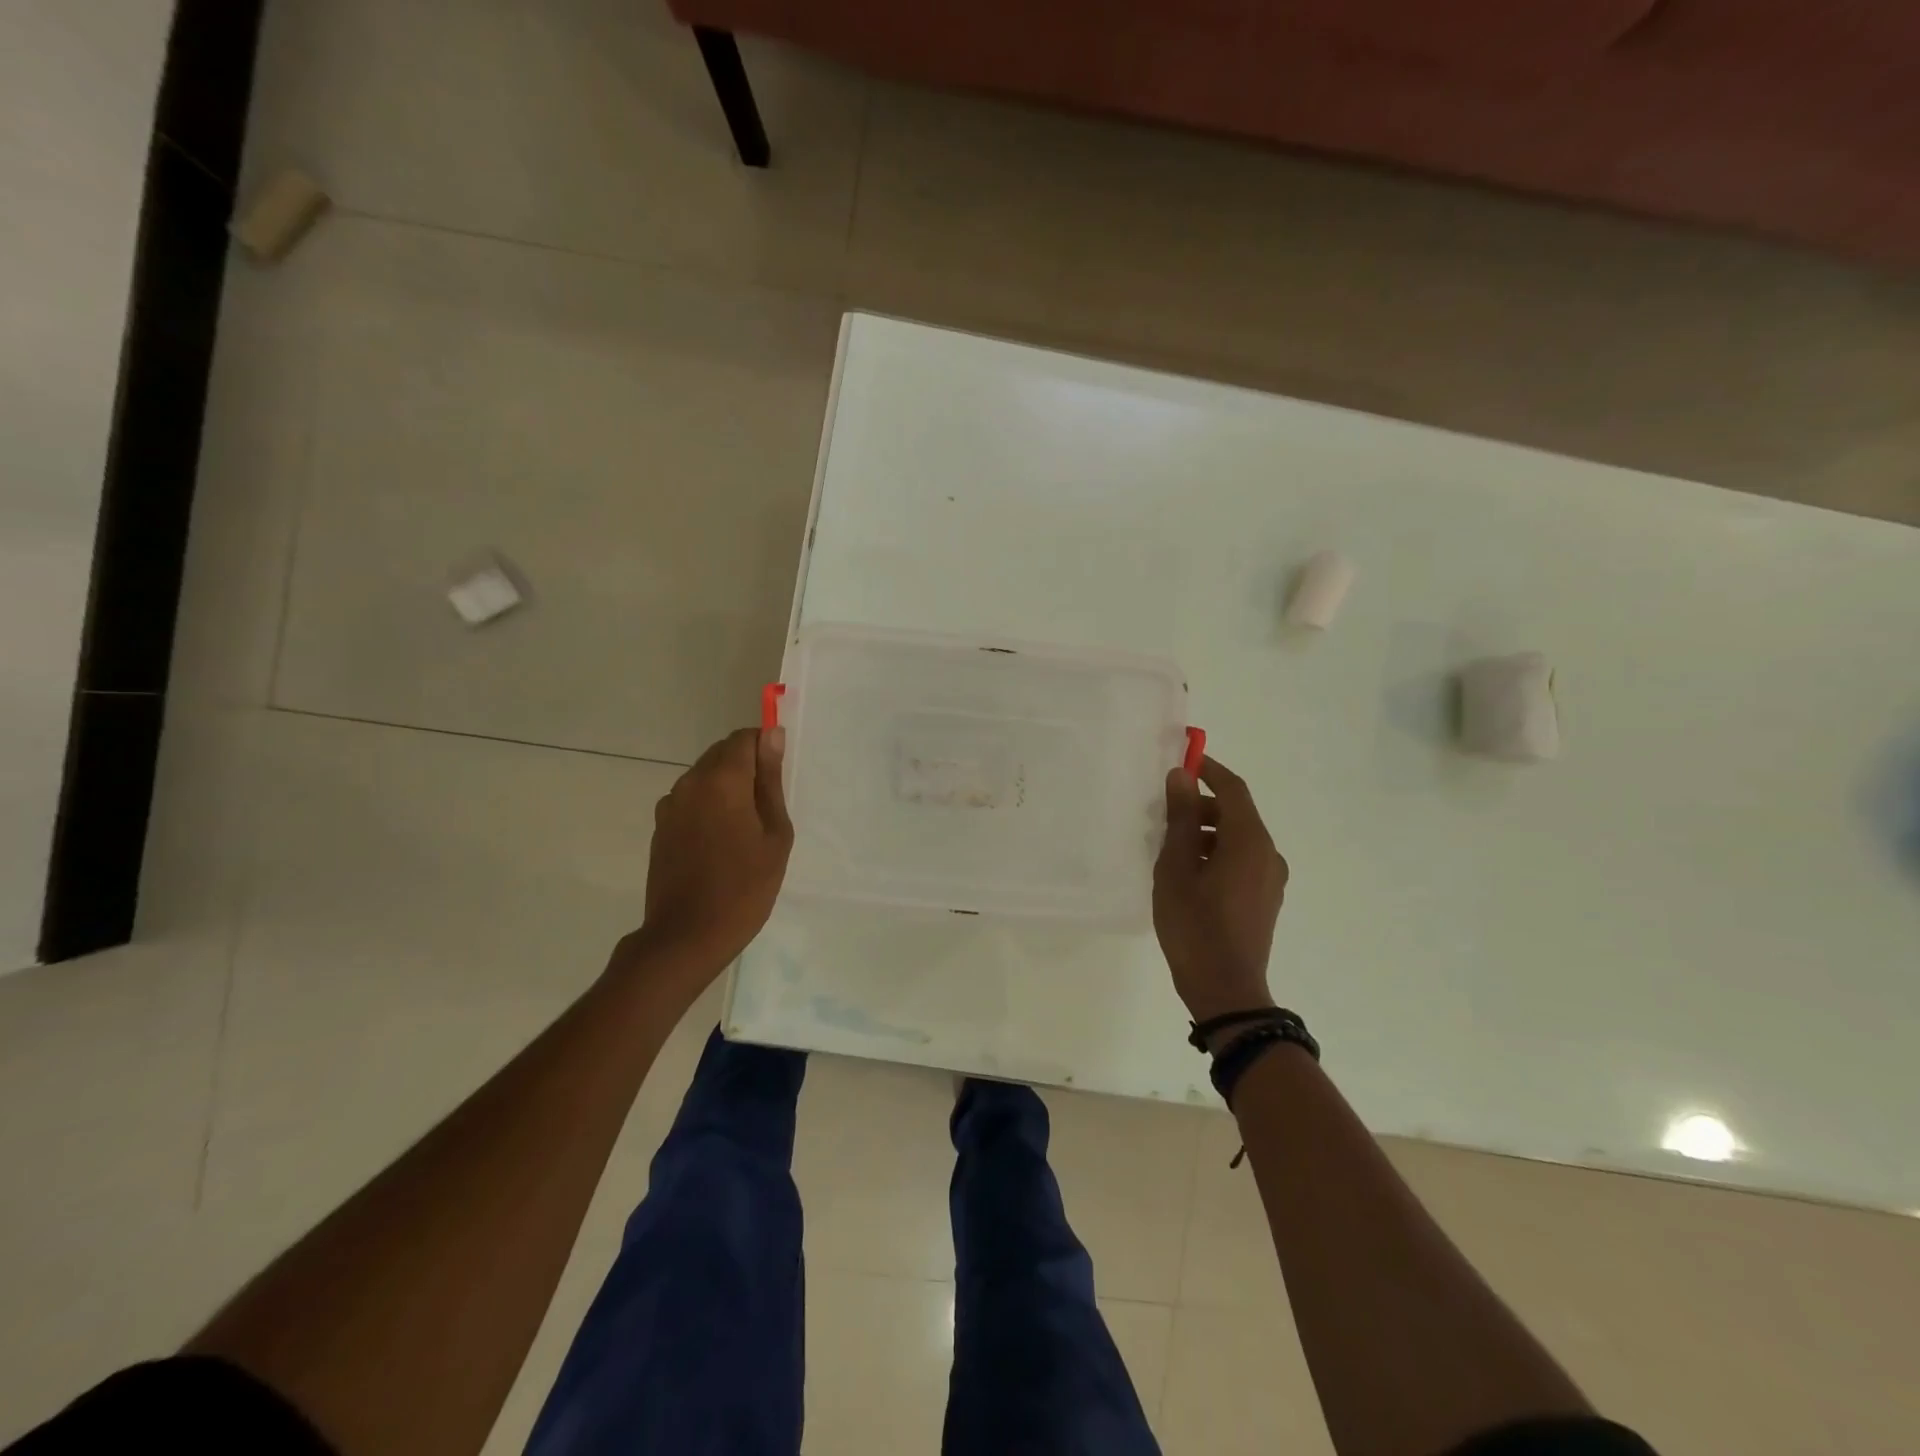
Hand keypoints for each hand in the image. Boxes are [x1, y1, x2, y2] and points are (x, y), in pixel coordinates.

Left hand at [629, 727, 792, 979]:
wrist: (687, 937)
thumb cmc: (745, 887)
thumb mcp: (775, 835)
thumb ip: (770, 781)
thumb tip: (771, 736)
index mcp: (722, 780)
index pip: (744, 737)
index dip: (765, 747)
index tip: (780, 775)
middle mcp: (690, 782)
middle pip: (722, 753)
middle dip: (747, 766)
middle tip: (768, 805)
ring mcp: (670, 805)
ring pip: (705, 776)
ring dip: (727, 787)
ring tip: (746, 828)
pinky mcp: (660, 827)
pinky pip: (691, 800)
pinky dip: (709, 806)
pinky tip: (721, 842)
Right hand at [1153, 755, 1288, 1023]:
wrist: (1225, 990)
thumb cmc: (1195, 925)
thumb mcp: (1176, 867)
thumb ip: (1180, 818)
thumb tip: (1181, 776)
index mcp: (1250, 841)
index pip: (1233, 789)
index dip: (1208, 770)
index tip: (1182, 760)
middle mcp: (1268, 854)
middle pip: (1236, 814)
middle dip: (1201, 805)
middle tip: (1163, 811)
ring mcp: (1270, 879)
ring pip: (1238, 839)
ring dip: (1206, 832)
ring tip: (1169, 846)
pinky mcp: (1265, 899)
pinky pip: (1242, 861)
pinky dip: (1216, 853)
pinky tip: (1187, 872)